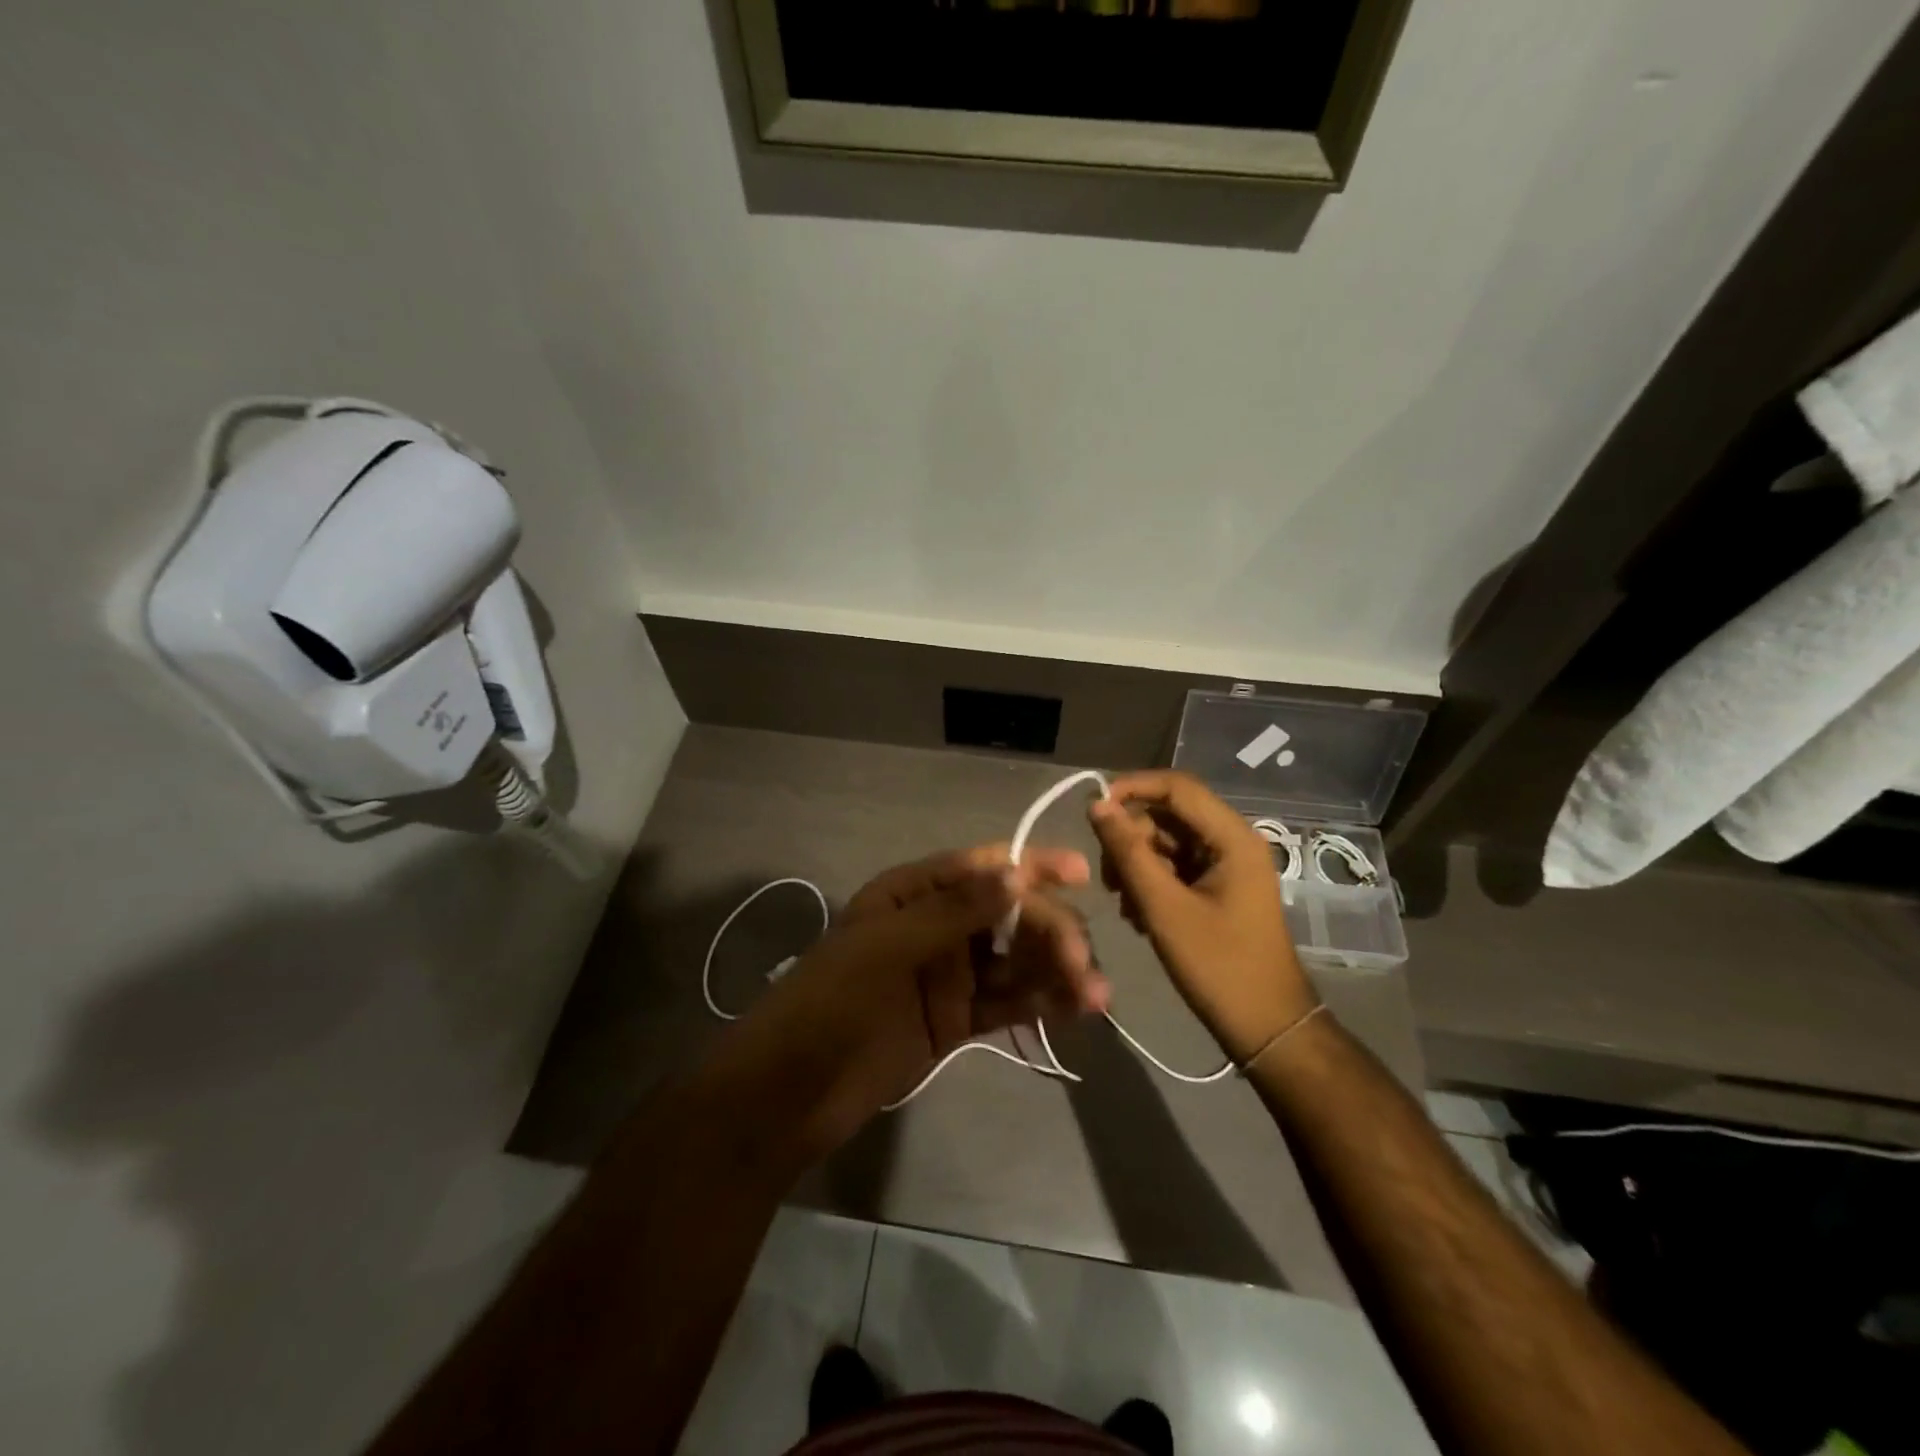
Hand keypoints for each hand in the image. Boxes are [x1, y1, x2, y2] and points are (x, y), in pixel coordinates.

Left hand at [707, 844, 1104, 1156]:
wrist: (790, 1092)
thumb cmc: (830, 1003)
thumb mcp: (886, 947)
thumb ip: (953, 912)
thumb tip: (1015, 873)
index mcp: (912, 893)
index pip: (981, 868)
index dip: (1030, 866)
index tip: (1078, 874)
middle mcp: (936, 925)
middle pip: (1009, 915)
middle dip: (1050, 933)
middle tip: (1081, 968)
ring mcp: (949, 974)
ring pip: (1016, 961)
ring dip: (1057, 971)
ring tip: (1095, 998)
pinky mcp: (957, 1020)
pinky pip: (1008, 1003)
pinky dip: (1042, 1004)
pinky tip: (1076, 1011)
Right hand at [1088, 771, 1315, 1062]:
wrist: (1266, 1027)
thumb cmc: (1219, 966)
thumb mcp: (1164, 908)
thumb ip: (1128, 852)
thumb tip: (1097, 805)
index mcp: (1232, 838)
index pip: (1176, 786)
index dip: (1131, 789)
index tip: (1092, 812)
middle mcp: (1232, 841)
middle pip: (1168, 814)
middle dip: (1131, 837)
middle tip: (1108, 879)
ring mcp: (1226, 865)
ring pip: (1166, 841)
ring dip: (1137, 864)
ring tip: (1124, 904)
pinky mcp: (1217, 887)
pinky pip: (1174, 866)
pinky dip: (1151, 882)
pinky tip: (1138, 915)